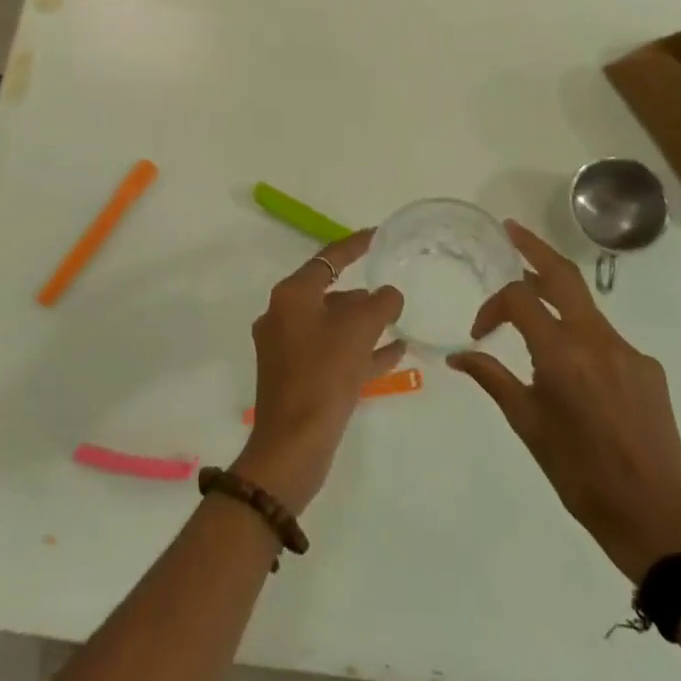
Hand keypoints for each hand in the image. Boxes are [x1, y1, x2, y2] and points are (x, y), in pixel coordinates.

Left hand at [232, 230, 404, 513]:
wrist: (293, 446)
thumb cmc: (324, 375)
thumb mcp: (359, 329)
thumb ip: (380, 303)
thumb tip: (388, 295)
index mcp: (291, 296)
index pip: (327, 259)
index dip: (354, 245)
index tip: (377, 235)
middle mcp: (283, 317)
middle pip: (328, 293)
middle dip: (362, 293)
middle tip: (393, 291)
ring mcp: (287, 350)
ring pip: (332, 326)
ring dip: (363, 323)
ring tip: (398, 321)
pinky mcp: (296, 378)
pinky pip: (333, 354)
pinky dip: (359, 350)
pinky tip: (394, 353)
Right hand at [449, 219, 680, 581]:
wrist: (654, 516)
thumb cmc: (579, 475)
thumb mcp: (528, 425)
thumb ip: (493, 379)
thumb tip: (457, 356)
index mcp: (563, 354)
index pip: (520, 298)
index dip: (493, 306)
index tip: (479, 333)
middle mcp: (598, 340)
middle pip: (563, 275)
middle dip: (534, 247)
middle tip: (510, 229)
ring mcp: (629, 351)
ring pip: (584, 309)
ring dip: (555, 299)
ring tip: (531, 310)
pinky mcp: (648, 368)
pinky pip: (606, 338)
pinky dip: (581, 338)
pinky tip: (574, 374)